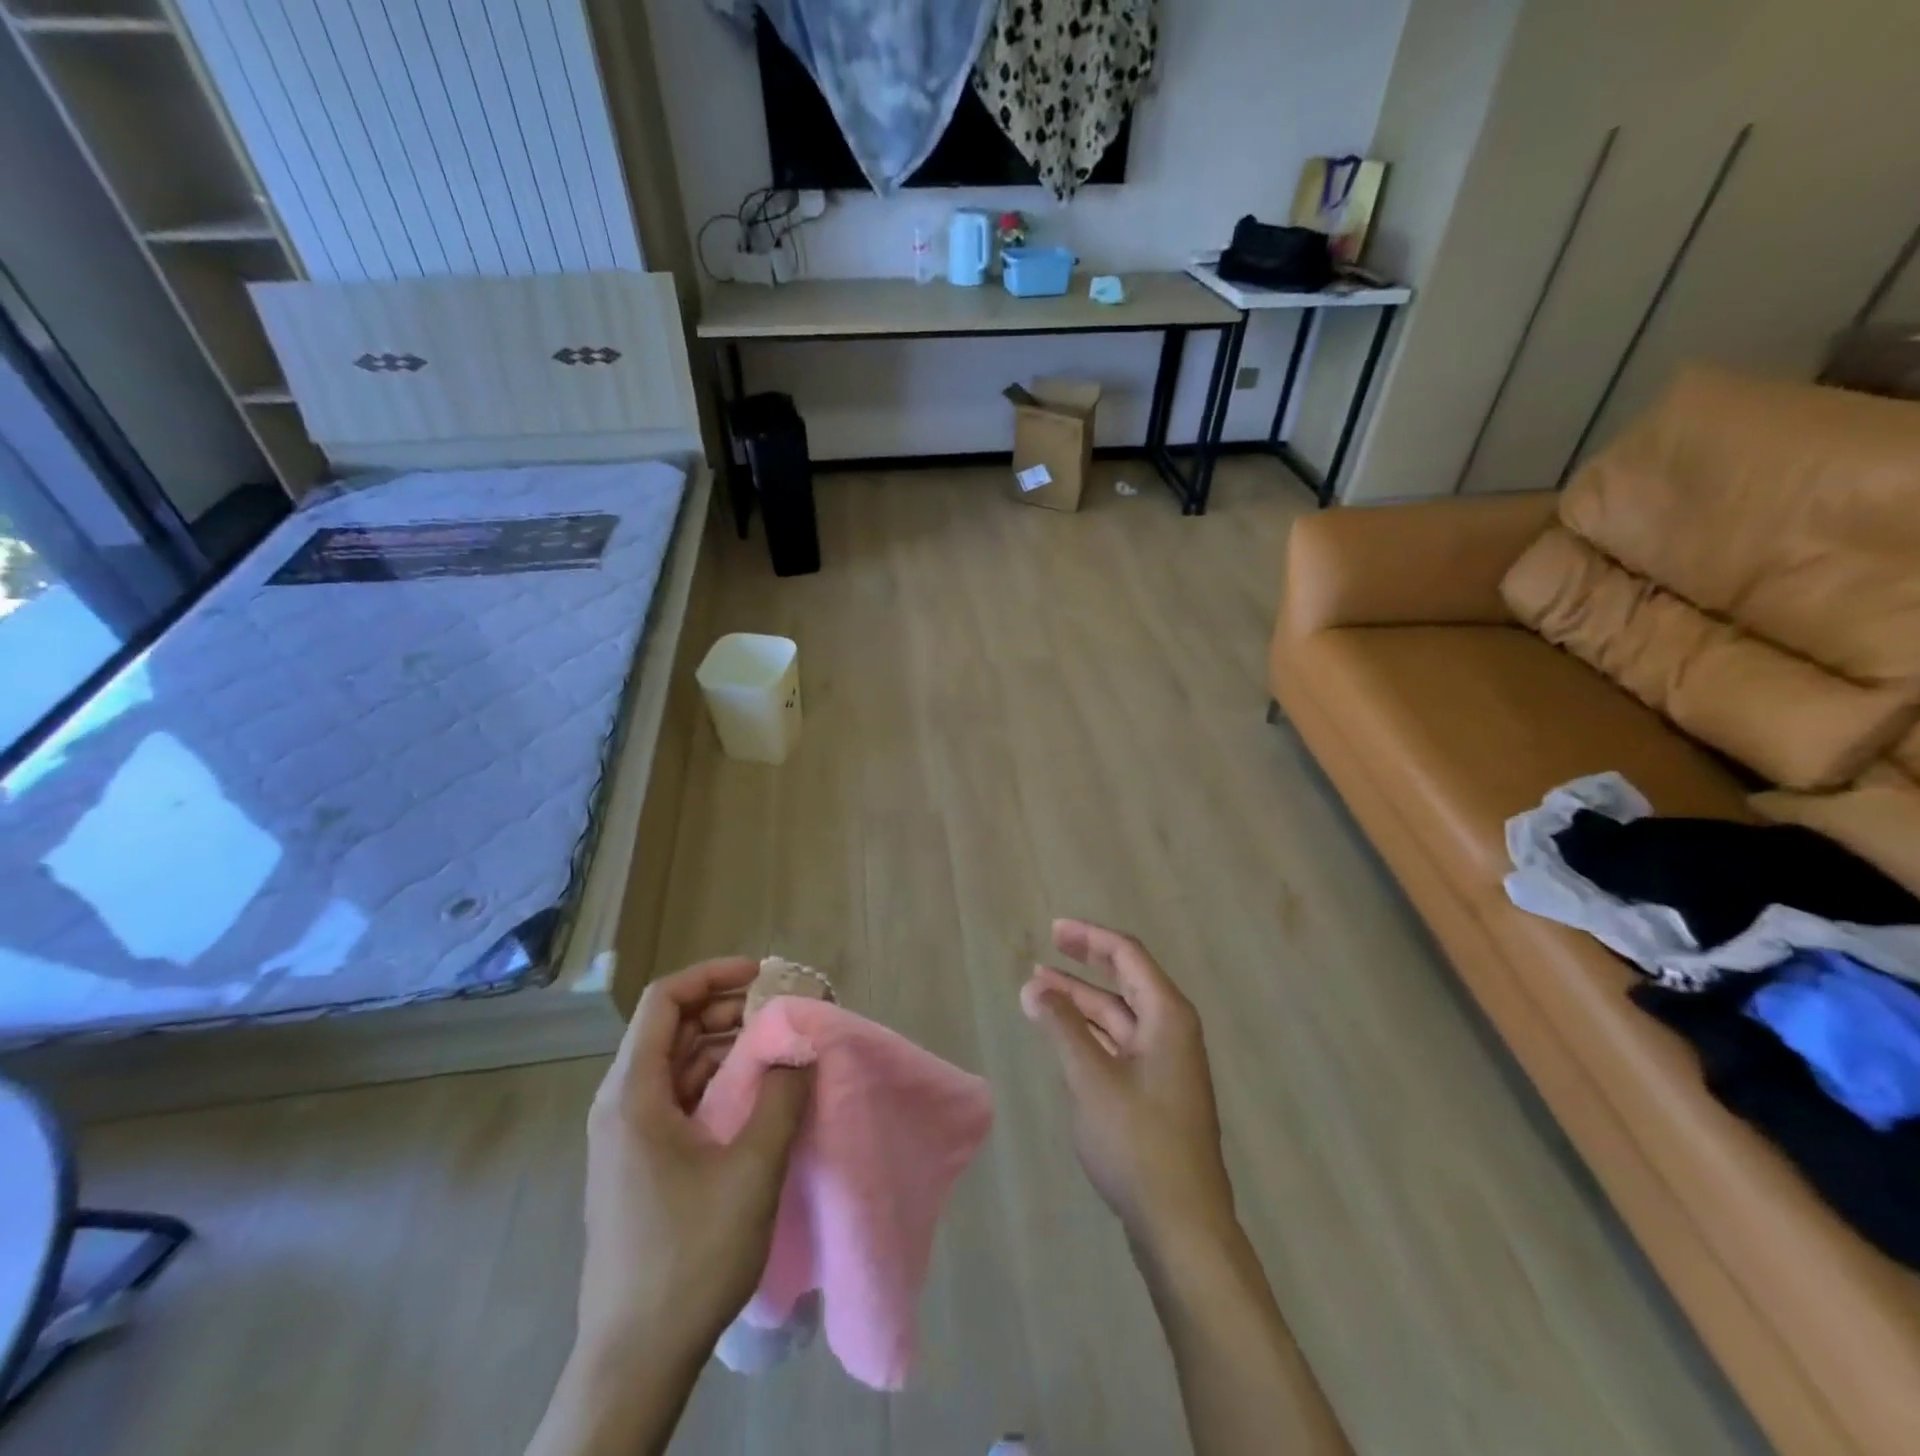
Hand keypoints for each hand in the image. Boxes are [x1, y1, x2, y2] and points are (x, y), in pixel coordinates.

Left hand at [578, 957, 811, 1362]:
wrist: (634, 1361)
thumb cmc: (689, 1256)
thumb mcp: (751, 1169)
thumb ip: (781, 1096)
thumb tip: (801, 1046)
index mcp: (633, 1094)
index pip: (664, 1001)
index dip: (713, 975)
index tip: (764, 974)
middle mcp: (622, 1104)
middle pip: (673, 1028)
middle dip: (729, 1009)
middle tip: (784, 1010)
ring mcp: (629, 1137)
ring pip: (679, 1064)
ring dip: (728, 1046)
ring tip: (780, 1046)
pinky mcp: (642, 1164)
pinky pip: (681, 1099)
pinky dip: (719, 1082)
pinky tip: (758, 1094)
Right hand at [1021, 920, 1236, 1254]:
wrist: (1182, 1225)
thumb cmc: (1138, 1141)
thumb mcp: (1091, 1078)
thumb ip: (1062, 1026)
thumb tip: (1034, 985)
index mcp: (1167, 1016)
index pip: (1127, 955)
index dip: (1090, 937)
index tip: (1053, 930)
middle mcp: (1172, 1030)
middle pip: (1126, 980)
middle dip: (1084, 965)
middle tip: (1044, 952)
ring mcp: (1166, 1063)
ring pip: (1120, 1015)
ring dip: (1081, 1001)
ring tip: (1039, 992)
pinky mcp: (1157, 1092)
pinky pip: (1120, 1043)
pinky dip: (1090, 1032)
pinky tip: (1063, 1035)